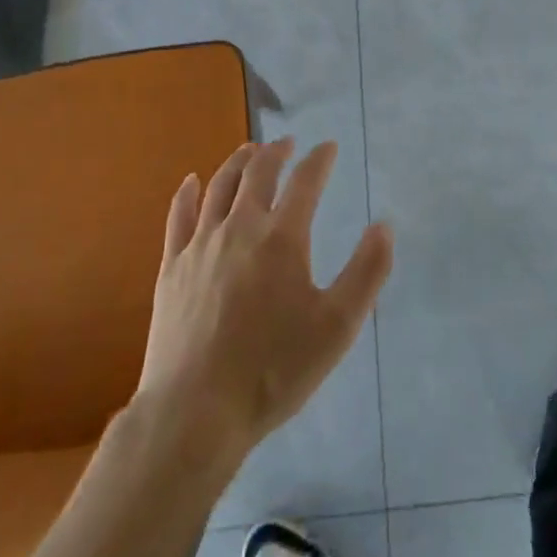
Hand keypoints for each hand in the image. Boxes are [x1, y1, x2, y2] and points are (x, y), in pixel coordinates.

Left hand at [135, 139, 393, 464]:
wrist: (195, 413)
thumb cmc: (273, 370)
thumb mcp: (337, 328)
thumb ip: (366, 272)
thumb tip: (385, 225)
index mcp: (283, 237)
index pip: (306, 181)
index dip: (319, 159)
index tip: (328, 146)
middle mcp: (241, 227)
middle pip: (259, 172)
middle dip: (276, 152)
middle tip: (287, 143)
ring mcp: (201, 245)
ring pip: (220, 186)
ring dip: (238, 163)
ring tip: (249, 151)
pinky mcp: (171, 267)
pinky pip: (179, 217)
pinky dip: (187, 193)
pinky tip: (191, 182)